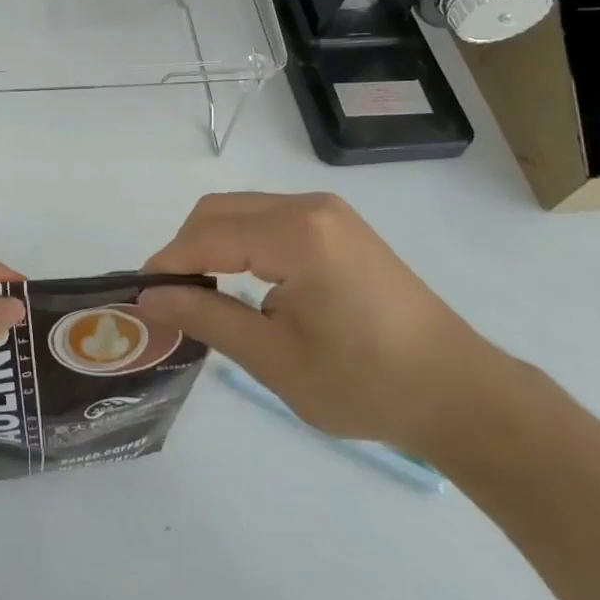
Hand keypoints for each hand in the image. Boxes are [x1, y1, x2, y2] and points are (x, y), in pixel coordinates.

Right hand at [138, 193, 499, 453]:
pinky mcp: (338, 225)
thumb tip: (148, 299)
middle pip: (220, 210)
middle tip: (171, 298)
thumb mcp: (275, 359)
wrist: (460, 393)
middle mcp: (309, 207)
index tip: (139, 296)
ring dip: (213, 243)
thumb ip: (206, 318)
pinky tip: (243, 280)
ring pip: (242, 210)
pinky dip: (243, 241)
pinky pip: (270, 218)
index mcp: (296, 234)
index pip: (207, 235)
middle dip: (186, 248)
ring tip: (202, 293)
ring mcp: (327, 211)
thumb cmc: (366, 384)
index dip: (167, 263)